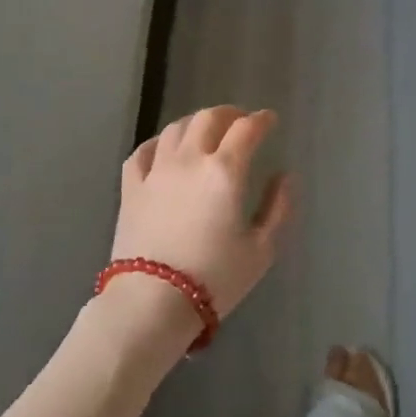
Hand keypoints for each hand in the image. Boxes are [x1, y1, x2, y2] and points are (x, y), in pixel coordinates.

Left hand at [110, 107, 294, 341]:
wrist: (151, 302)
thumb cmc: (214, 279)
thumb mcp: (261, 249)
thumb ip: (278, 208)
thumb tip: (285, 177)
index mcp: (225, 171)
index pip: (246, 129)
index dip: (262, 120)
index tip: (270, 120)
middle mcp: (190, 159)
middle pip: (208, 118)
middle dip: (229, 114)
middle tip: (240, 122)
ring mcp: (156, 171)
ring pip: (175, 128)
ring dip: (195, 123)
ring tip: (205, 131)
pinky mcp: (131, 187)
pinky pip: (143, 151)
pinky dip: (158, 142)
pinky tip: (165, 149)